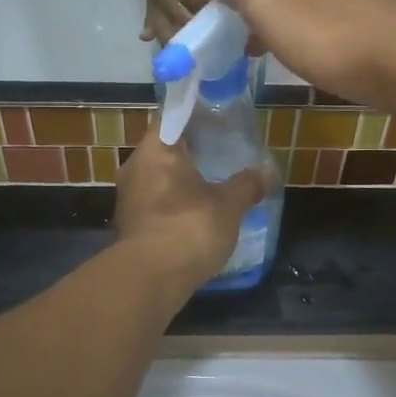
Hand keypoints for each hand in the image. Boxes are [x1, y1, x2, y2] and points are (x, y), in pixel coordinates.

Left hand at [114, 133, 270, 288]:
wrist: (150, 279)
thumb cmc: (189, 227)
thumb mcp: (228, 205)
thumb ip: (246, 185)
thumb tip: (266, 172)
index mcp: (155, 150)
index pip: (172, 118)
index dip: (195, 117)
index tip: (216, 120)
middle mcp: (135, 168)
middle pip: (164, 150)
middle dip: (190, 152)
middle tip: (221, 153)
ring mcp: (129, 199)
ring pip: (158, 179)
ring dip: (181, 182)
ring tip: (213, 186)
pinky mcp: (130, 226)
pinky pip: (155, 204)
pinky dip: (174, 206)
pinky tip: (196, 216)